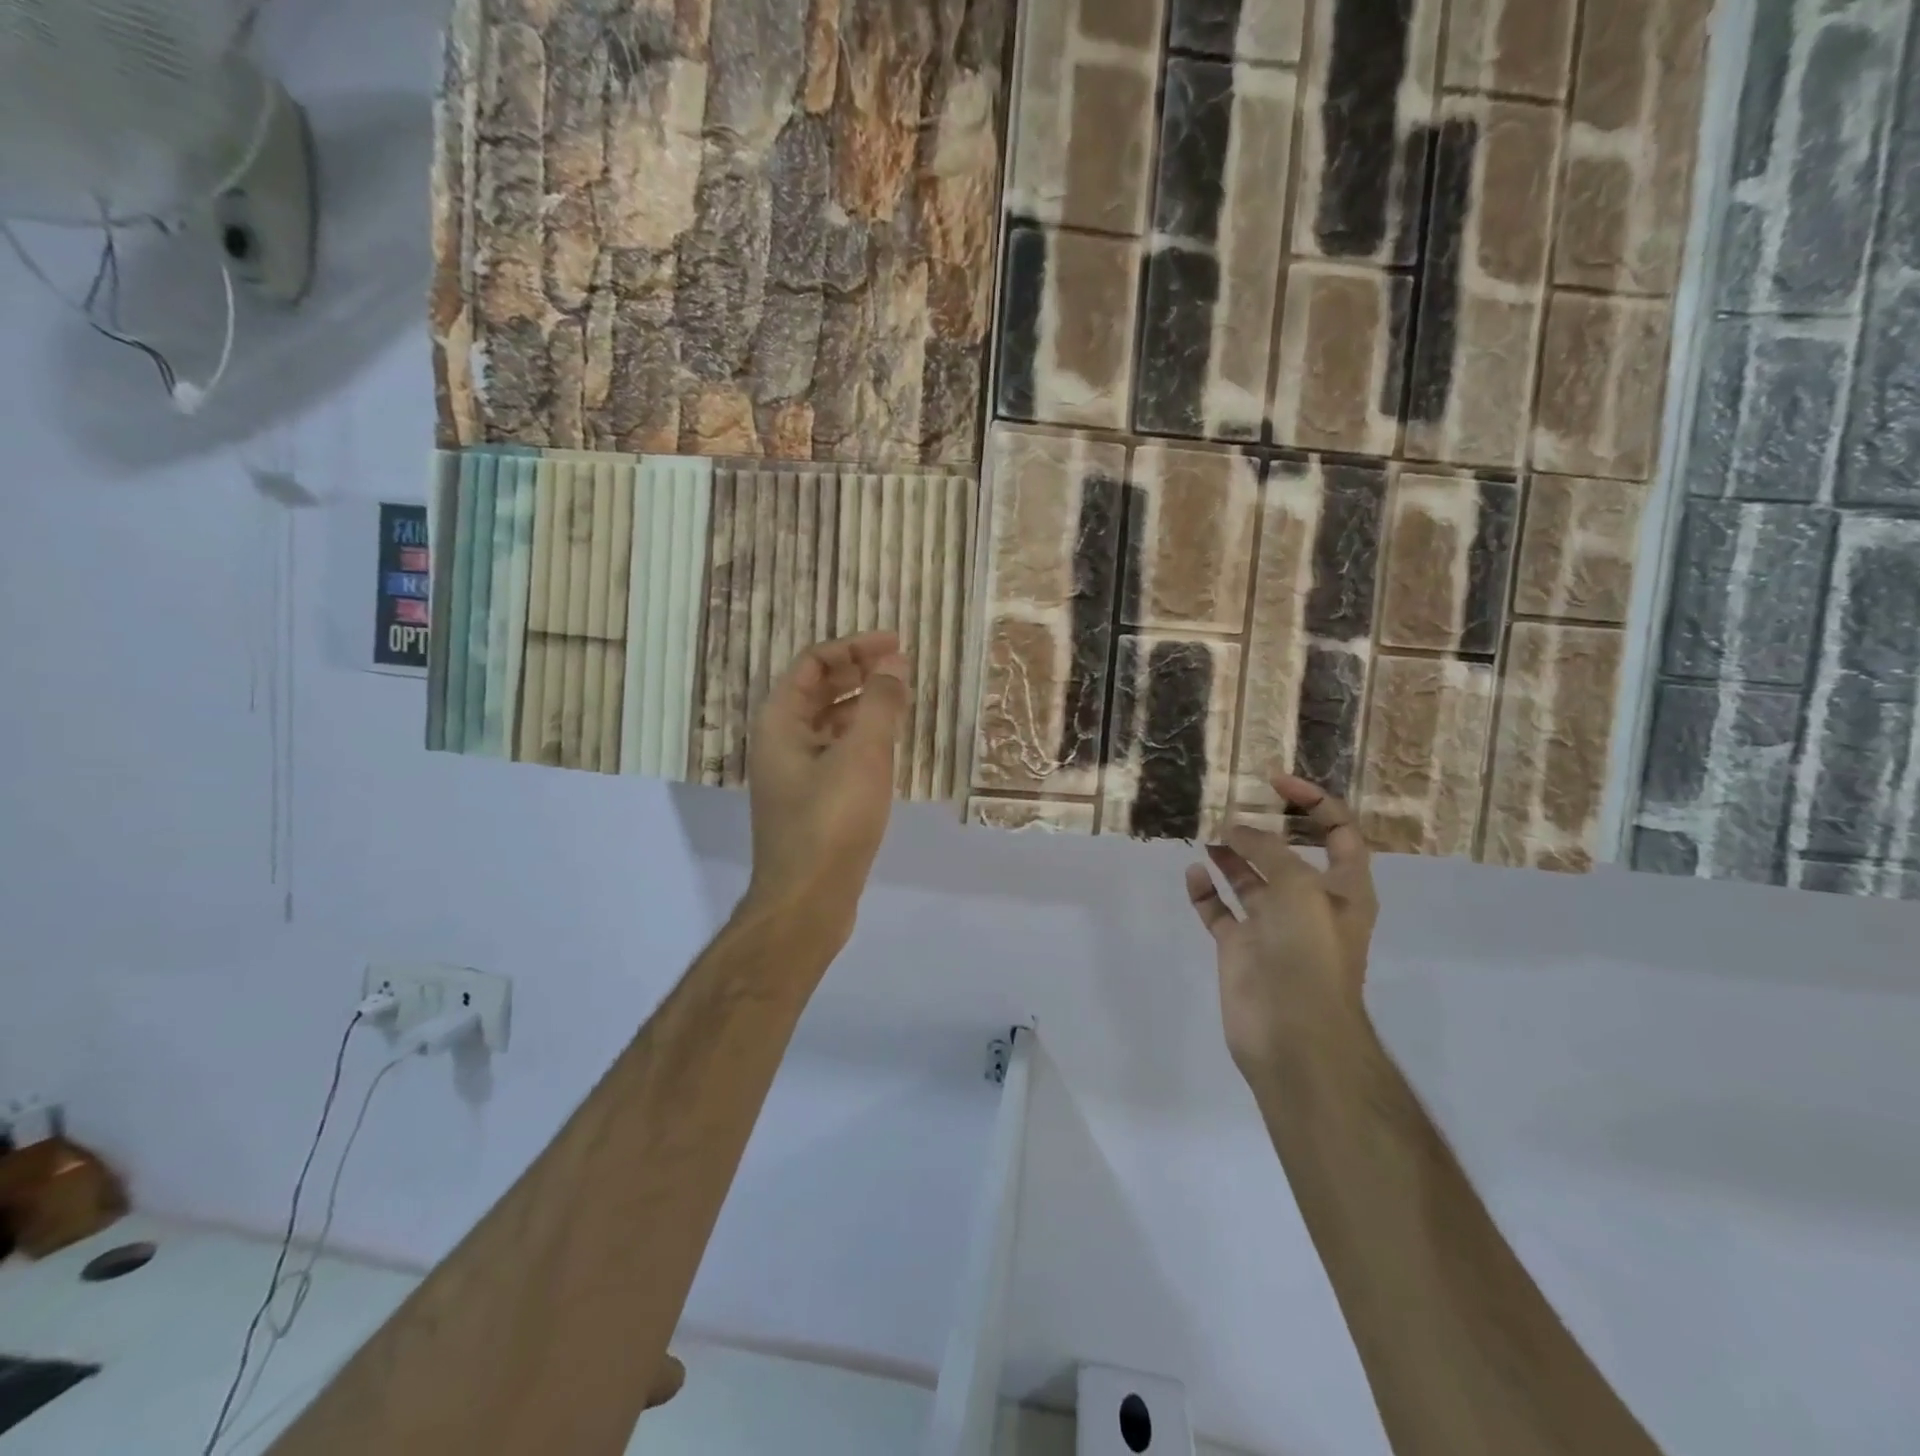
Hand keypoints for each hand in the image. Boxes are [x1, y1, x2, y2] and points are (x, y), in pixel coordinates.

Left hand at [745, 632, 910, 943]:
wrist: (807, 900)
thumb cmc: (832, 820)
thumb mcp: (863, 754)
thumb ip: (881, 703)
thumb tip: (894, 664)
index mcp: (780, 721)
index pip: (813, 663)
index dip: (854, 647)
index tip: (896, 644)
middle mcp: (780, 740)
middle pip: (818, 689)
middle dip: (859, 672)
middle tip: (902, 666)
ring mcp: (794, 772)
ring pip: (829, 722)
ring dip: (862, 704)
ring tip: (901, 699)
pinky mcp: (812, 800)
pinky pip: (836, 751)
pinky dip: (861, 737)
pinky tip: (889, 743)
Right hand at [1185, 775, 1378, 1083]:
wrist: (1292, 1034)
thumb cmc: (1308, 954)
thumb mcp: (1298, 888)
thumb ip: (1268, 851)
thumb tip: (1236, 829)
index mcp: (1342, 889)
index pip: (1338, 832)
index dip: (1313, 802)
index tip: (1275, 781)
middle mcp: (1308, 903)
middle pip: (1288, 854)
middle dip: (1264, 827)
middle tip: (1231, 804)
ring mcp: (1272, 926)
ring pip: (1250, 879)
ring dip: (1231, 855)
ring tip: (1208, 832)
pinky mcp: (1240, 948)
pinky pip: (1220, 911)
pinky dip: (1206, 892)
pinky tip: (1194, 874)